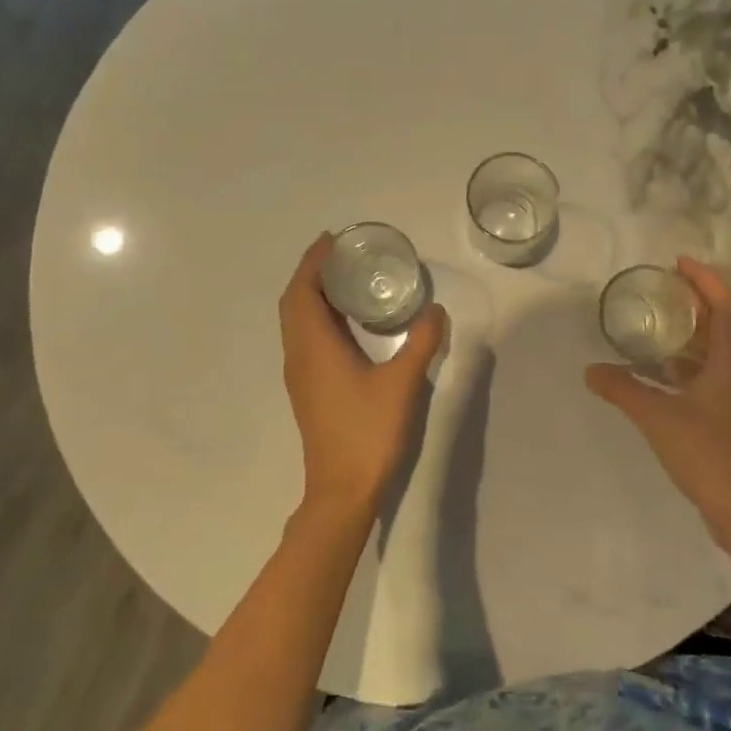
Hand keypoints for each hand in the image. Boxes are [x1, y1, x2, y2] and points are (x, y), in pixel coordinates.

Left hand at [280, 233, 448, 519]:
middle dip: (311, 272)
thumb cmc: (368, 432)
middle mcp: (299, 355)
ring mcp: (300, 374)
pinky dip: (316, 316)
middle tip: (341, 252)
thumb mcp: (402, 383)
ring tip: (344, 278)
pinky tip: (346, 322)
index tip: (332, 239)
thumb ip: (421, 343)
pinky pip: (303, 338)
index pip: (303, 291)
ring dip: (312, 294)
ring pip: (296, 321)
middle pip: (294, 302)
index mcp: (314, 346)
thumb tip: (436, 310)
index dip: (313, 261)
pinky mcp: (307, 389)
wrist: (341, 491)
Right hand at [585, 258, 730, 542]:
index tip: (678, 262)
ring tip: (661, 320)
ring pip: (719, 350)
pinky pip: (711, 373)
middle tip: (666, 286)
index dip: (705, 279)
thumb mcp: (656, 416)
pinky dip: (689, 362)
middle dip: (698, 299)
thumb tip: (590, 370)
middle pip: (725, 322)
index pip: (725, 305)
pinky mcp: (730, 416)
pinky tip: (662, 370)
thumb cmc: (706, 451)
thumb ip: (623, 389)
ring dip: (694, 330)